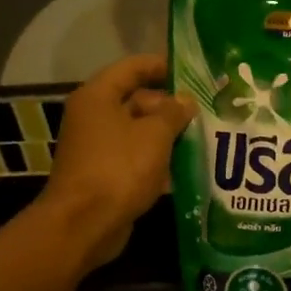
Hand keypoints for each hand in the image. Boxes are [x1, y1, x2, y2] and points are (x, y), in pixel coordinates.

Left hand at [41, 56, 194, 270]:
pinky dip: (157, 159)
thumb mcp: (155, 134)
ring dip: (167, 134)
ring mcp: (98, 147)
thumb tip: (186, 101)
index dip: (163, 65)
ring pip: (139, 131)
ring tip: (203, 136)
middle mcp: (94, 116)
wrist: (84, 224)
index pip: (133, 67)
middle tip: (205, 110)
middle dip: (171, 105)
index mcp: (98, 96)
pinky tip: (186, 166)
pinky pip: (136, 157)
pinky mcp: (105, 173)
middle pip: (137, 100)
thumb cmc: (119, 168)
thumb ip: (174, 112)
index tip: (194, 72)